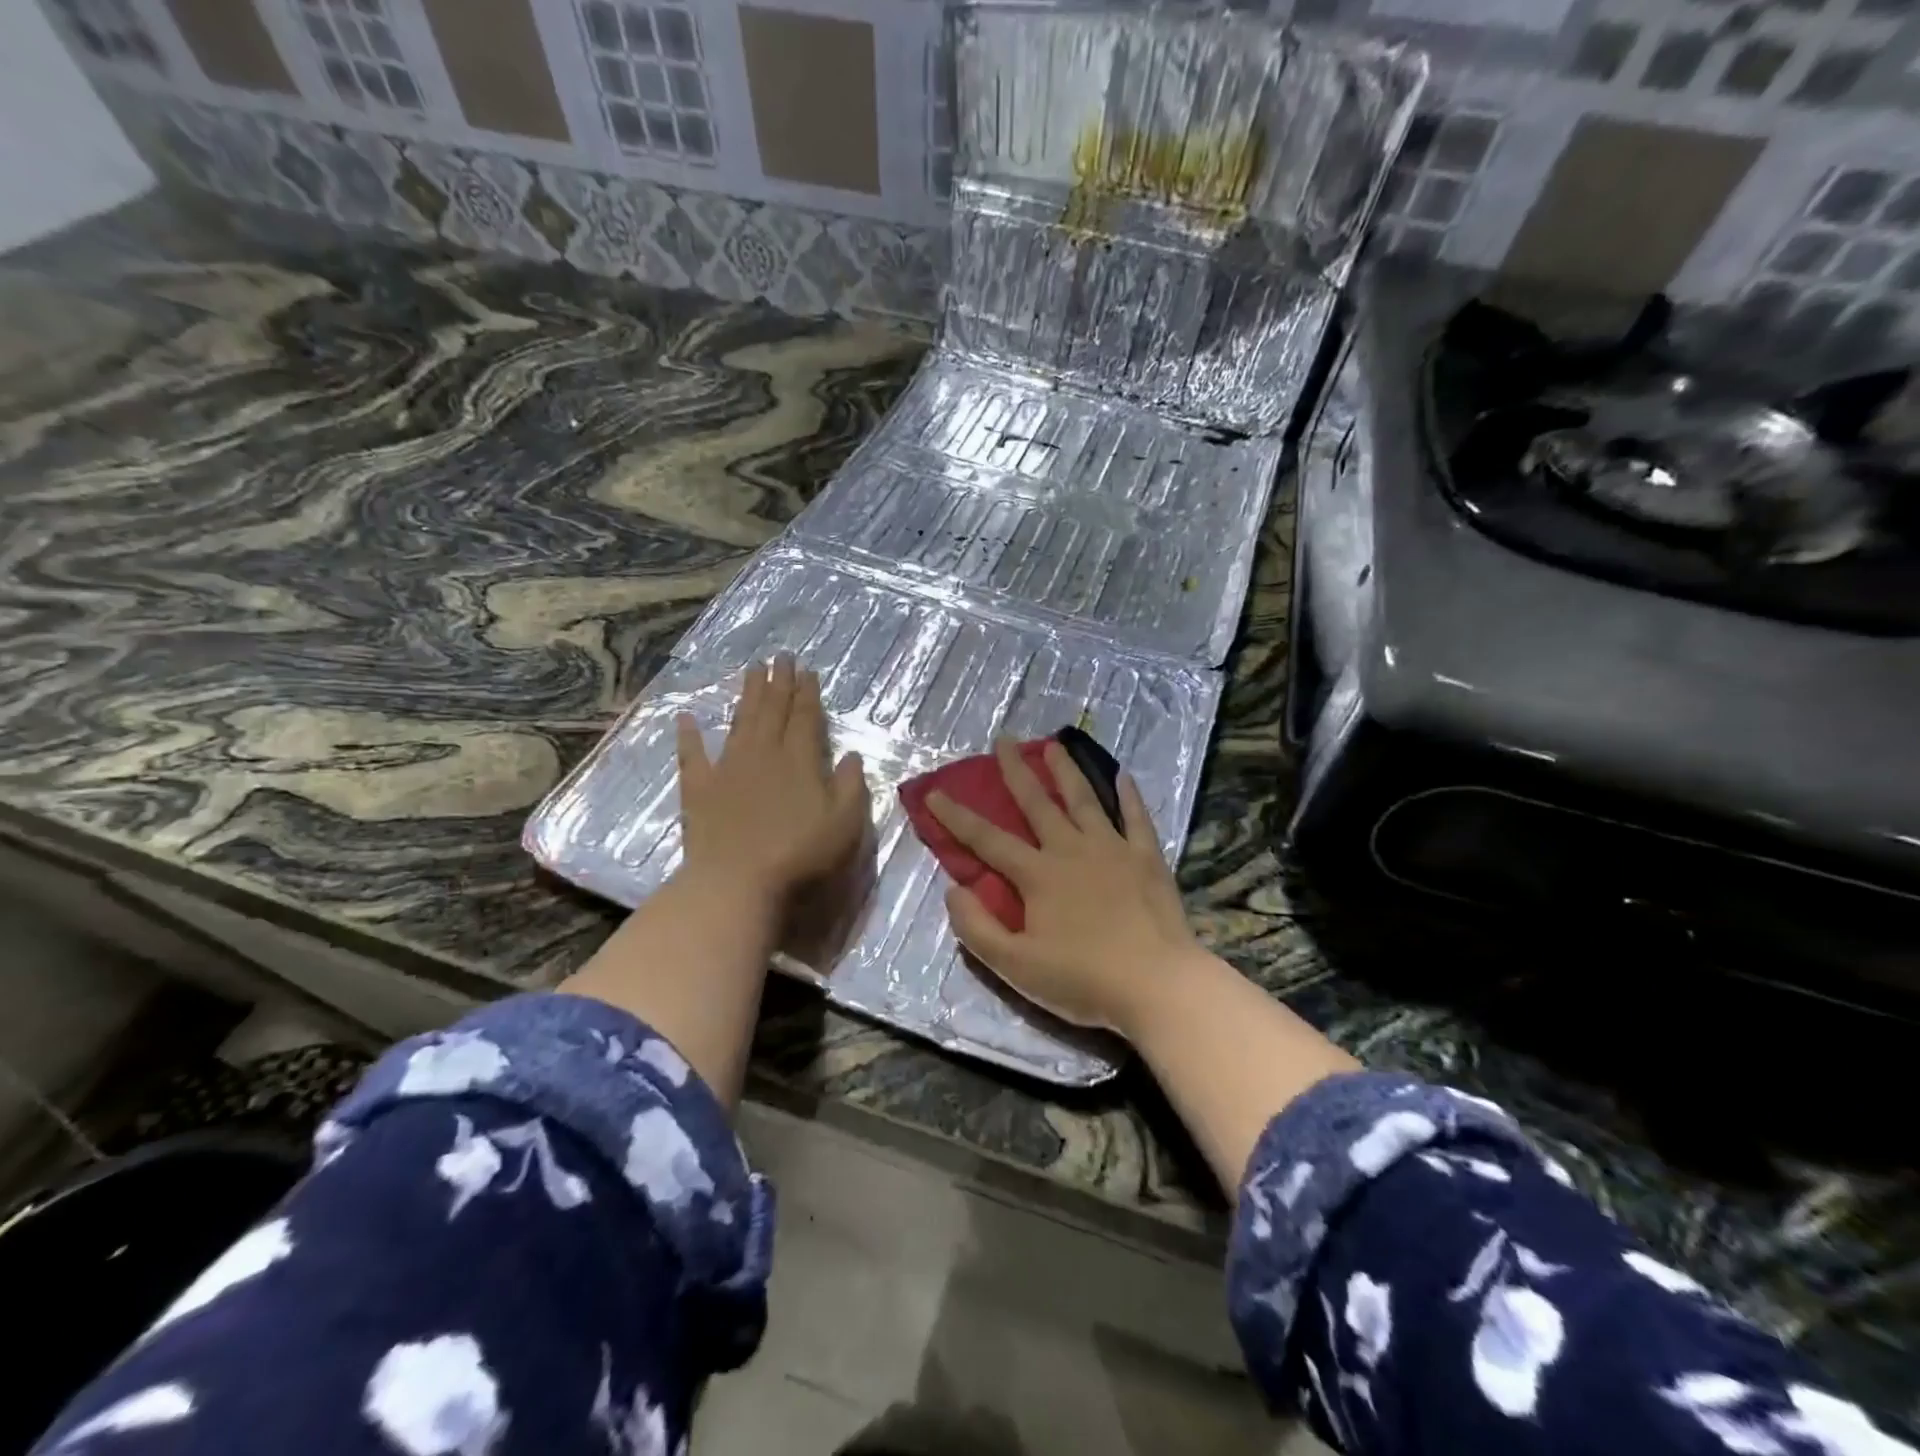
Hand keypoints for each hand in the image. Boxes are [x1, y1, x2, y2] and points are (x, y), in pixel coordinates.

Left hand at [676, 655, 870, 915]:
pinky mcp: (699, 789)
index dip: (807, 692)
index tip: (807, 670)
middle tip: (780, 656)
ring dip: (747, 695)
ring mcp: (727, 768)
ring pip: (740, 722)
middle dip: (778, 682)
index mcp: (799, 760)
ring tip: (751, 670)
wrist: (737, 882)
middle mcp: (763, 753)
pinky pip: (692, 755)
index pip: (805, 717)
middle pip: (772, 710)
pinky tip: (686, 717)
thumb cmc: (800, 855)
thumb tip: (850, 755)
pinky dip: (688, 735)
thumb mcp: (845, 824)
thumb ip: (851, 786)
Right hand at [928, 739, 1201, 1032]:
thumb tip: (954, 890)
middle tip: (1003, 740)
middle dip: (1016, 771)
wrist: (1157, 985)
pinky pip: (1136, 817)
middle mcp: (1071, 849)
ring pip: (1084, 799)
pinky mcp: (1146, 858)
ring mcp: (1112, 849)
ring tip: (1055, 744)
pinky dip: (1129, 795)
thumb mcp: (1016, 966)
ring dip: (1066, 770)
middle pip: (1037, 803)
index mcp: (1037, 875)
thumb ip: (978, 928)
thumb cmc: (1083, 979)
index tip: (935, 793)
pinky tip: (1122, 775)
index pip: (987, 839)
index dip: (957, 817)